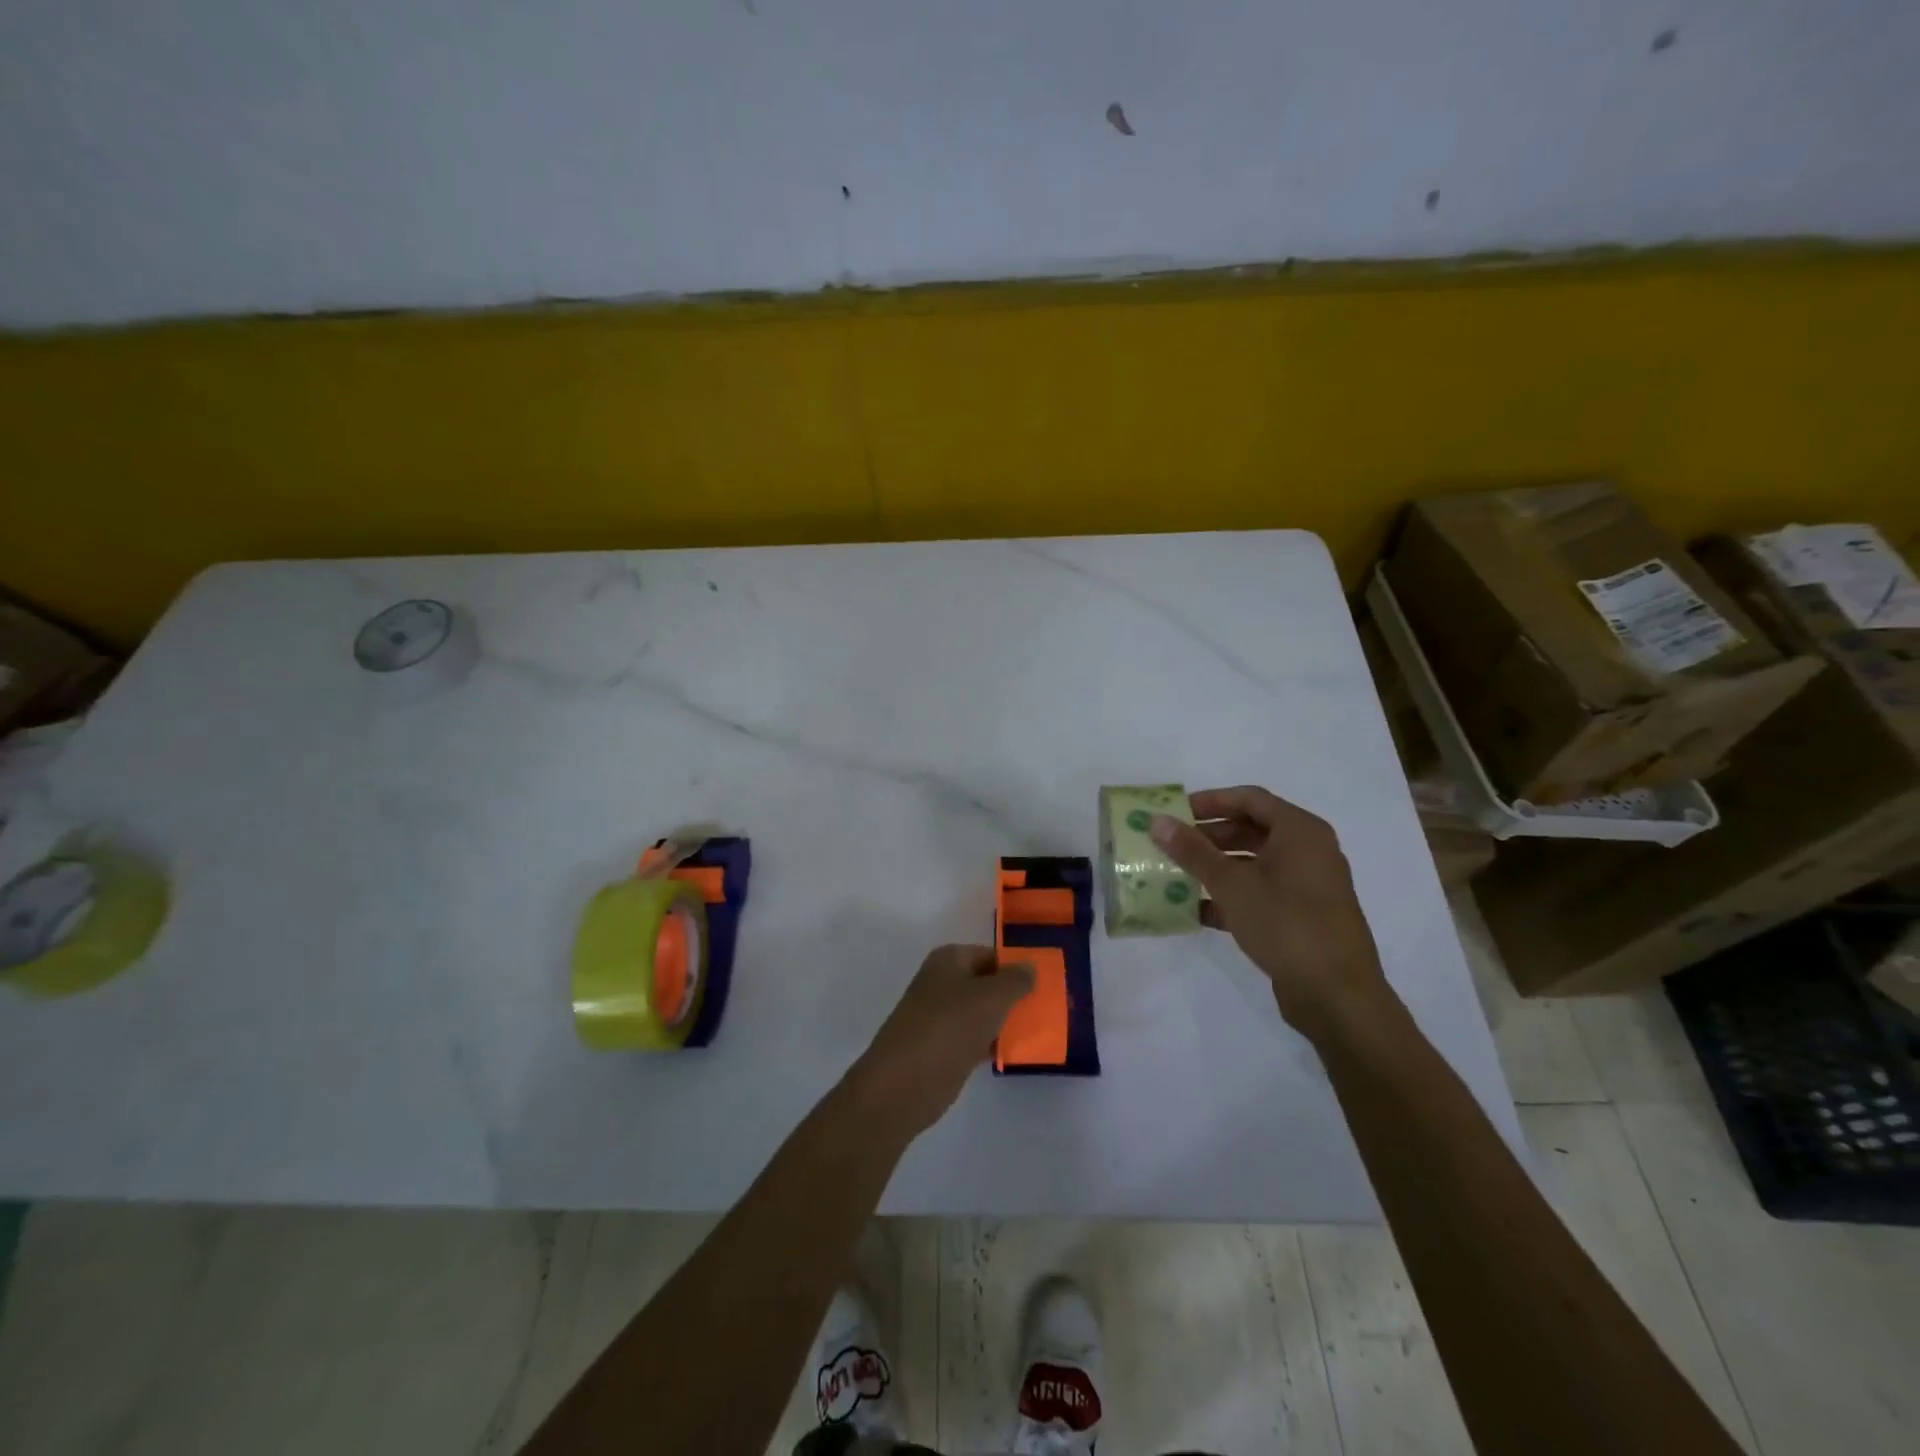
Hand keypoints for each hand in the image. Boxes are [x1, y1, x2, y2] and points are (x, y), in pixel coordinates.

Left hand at [849, 945, 1033, 1140]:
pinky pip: (976, 1038)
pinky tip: (1017, 1052)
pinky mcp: (943, 1048)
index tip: (1048, 983)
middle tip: (1049, 1008)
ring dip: (1007, 1021)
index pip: (992, 955)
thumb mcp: (990, 997)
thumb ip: (1015, 980)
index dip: (1018, 967)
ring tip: (1042, 1030)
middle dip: (1015, 996)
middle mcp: (942, 983)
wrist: (904, 1083)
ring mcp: (940, 1017)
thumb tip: (1030, 965)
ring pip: (982, 1013)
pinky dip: (994, 1043)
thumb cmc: (949, 1027)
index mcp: (949, 960)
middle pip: (987, 984)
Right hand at [1150, 786, 1391, 1040]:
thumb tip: (1157, 820)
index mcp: (1300, 831)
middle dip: (1209, 836)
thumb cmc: (1286, 924)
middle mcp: (1308, 851)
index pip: (1249, 799)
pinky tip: (1195, 910)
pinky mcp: (1302, 917)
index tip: (1175, 812)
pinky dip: (1230, 896)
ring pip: (1254, 864)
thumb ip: (1192, 851)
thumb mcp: (1232, 884)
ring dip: (1215, 867)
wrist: (1337, 995)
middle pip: (1251, 829)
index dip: (1210, 801)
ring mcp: (1307, 886)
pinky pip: (1260, 893)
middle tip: (1171, 844)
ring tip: (1176, 874)